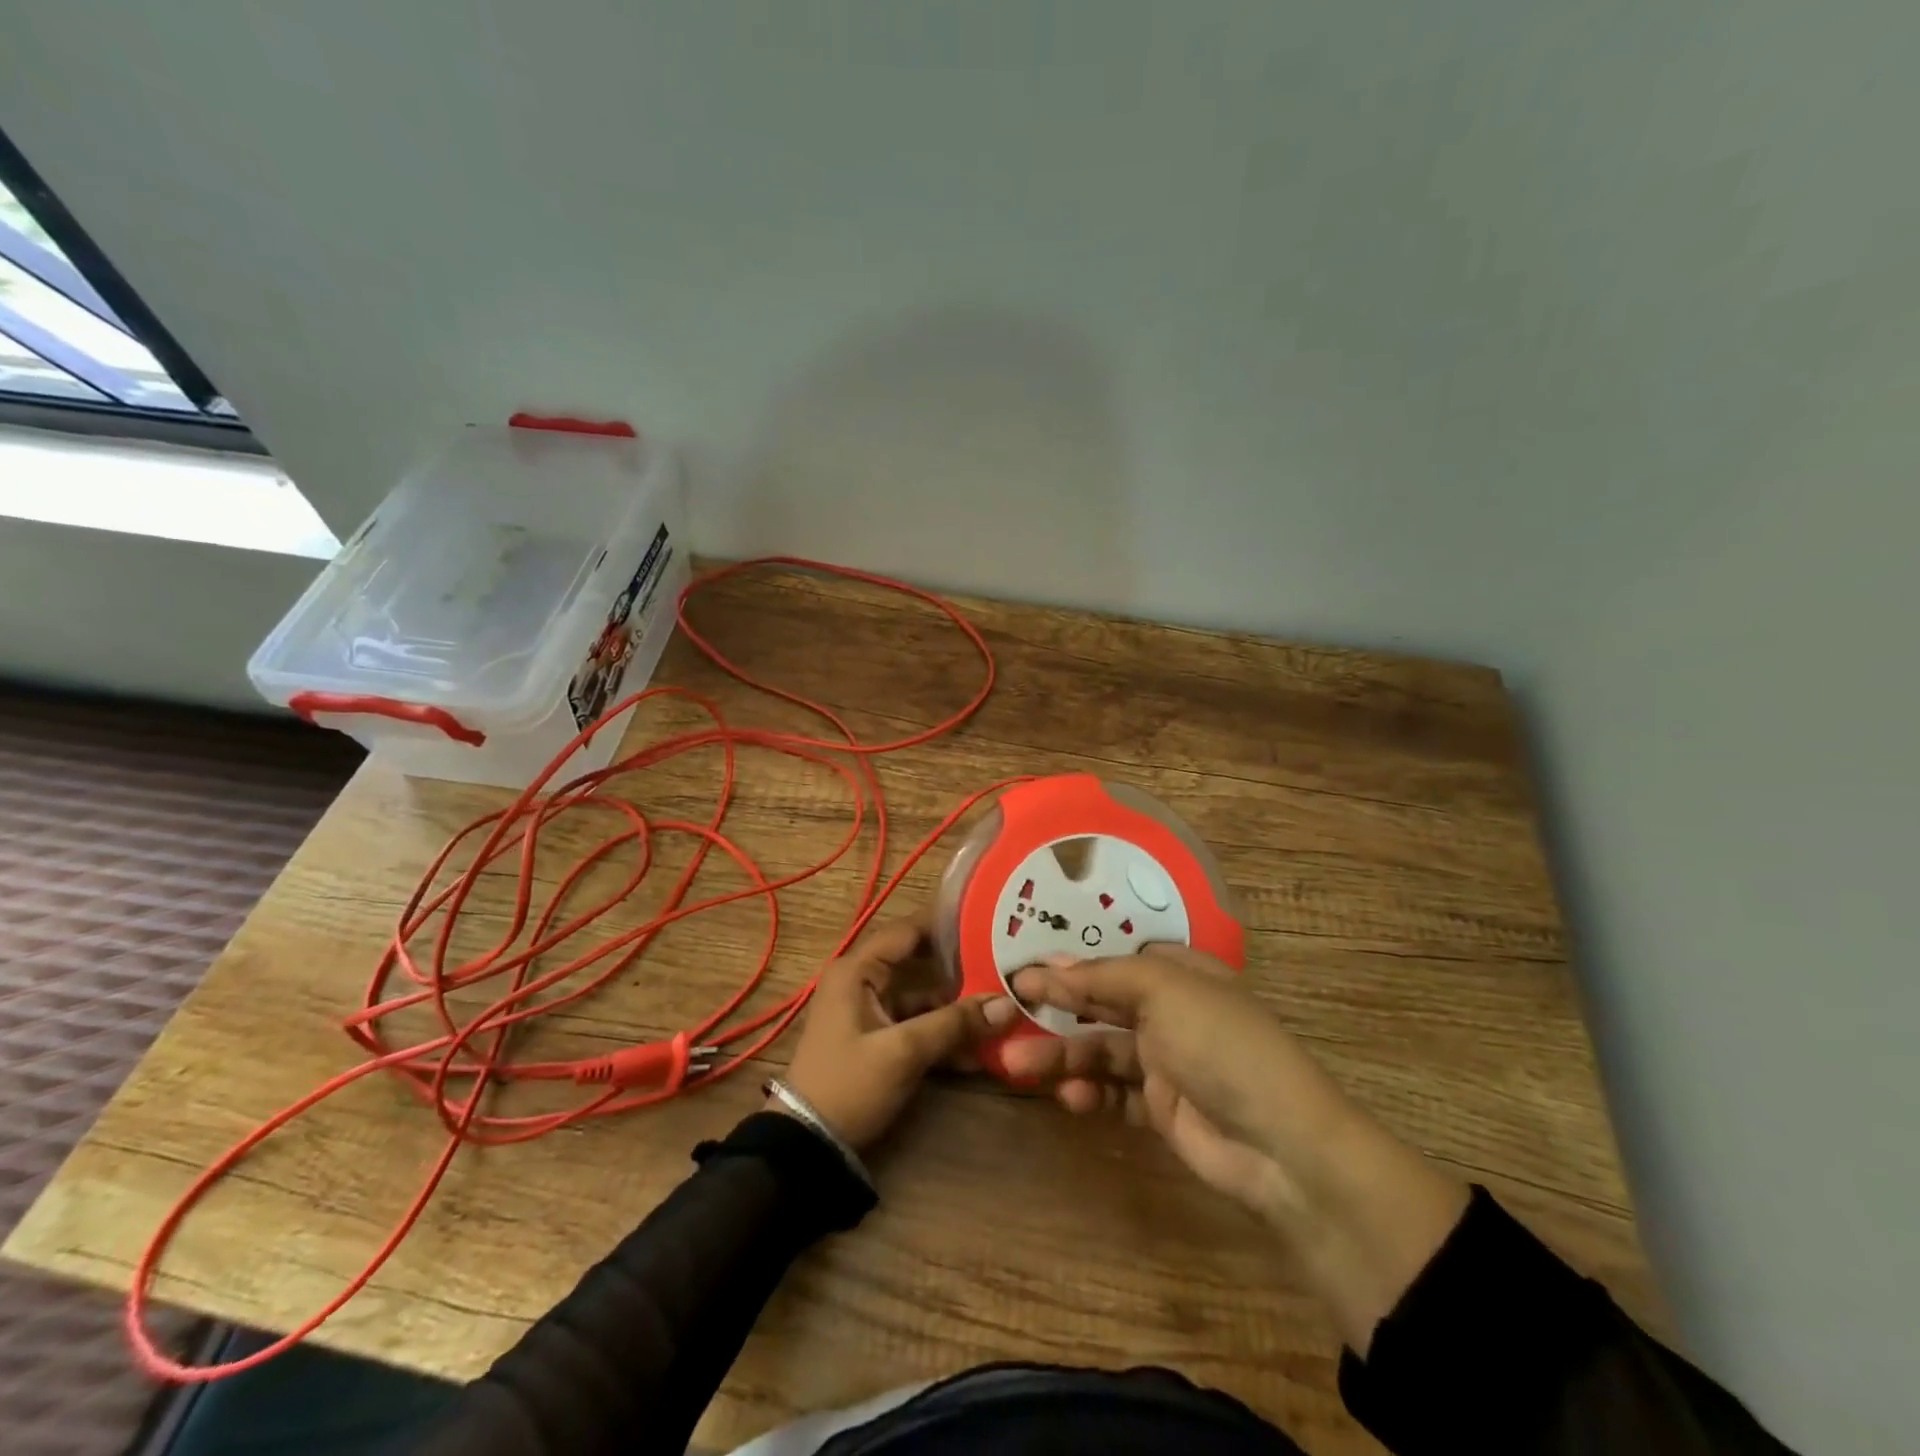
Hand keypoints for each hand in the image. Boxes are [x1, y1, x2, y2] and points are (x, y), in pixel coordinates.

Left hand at [781, 916, 1018, 1150]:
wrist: (808, 1147)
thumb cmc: (848, 1084)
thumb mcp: (903, 1052)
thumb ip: (954, 1024)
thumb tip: (1008, 1003)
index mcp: (856, 970)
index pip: (906, 930)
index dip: (945, 924)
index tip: (987, 921)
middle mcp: (862, 981)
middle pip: (919, 963)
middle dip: (960, 967)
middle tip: (1004, 963)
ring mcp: (871, 1011)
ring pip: (922, 998)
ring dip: (957, 1007)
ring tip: (1003, 1007)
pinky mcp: (879, 1039)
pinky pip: (918, 1025)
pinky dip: (944, 1032)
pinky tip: (981, 1046)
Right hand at [1007, 945, 1468, 1353]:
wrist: (1280, 1145)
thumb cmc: (1220, 1043)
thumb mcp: (1163, 989)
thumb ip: (1102, 975)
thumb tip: (1049, 962)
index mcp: (1180, 972)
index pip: (1116, 957)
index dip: (1072, 960)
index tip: (1025, 965)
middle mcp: (1171, 1010)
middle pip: (1102, 1001)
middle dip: (1057, 1006)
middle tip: (1007, 1007)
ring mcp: (1166, 1060)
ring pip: (1101, 1049)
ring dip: (1062, 1056)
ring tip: (1018, 1067)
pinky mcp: (1161, 1107)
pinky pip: (1114, 1092)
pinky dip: (1090, 1092)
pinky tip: (1071, 1097)